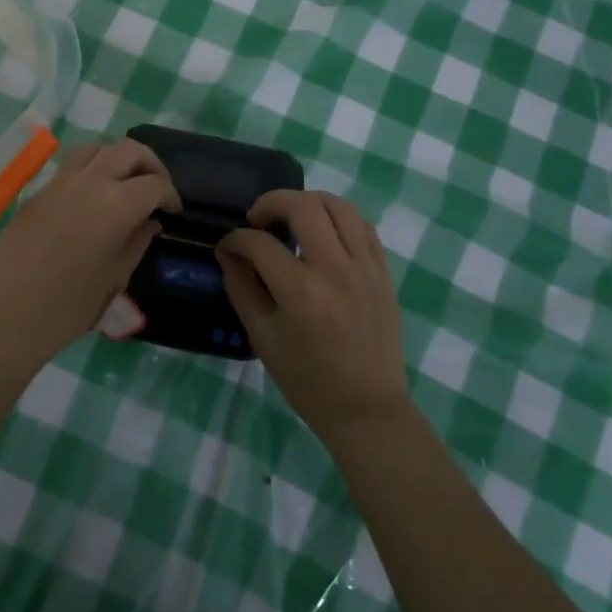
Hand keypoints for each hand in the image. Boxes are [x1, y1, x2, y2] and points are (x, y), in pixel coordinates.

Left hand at [0, 140, 179, 362]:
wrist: (9, 313)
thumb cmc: (71, 304)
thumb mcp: (116, 276)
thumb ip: (137, 241)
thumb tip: (149, 221)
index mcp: (116, 204)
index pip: (154, 184)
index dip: (170, 195)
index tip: (172, 211)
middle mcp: (89, 181)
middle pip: (128, 150)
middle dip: (150, 163)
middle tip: (156, 187)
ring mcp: (59, 182)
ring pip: (95, 148)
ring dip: (117, 158)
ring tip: (124, 182)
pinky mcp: (38, 192)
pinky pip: (70, 167)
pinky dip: (91, 170)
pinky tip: (92, 197)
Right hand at [217, 190, 409, 436]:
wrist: (366, 409)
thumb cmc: (307, 380)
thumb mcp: (262, 337)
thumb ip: (241, 287)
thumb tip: (228, 252)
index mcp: (300, 291)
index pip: (259, 243)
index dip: (236, 238)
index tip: (228, 246)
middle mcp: (334, 269)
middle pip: (303, 206)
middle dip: (271, 203)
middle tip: (259, 220)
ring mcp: (364, 267)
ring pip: (338, 205)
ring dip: (309, 203)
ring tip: (293, 219)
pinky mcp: (383, 272)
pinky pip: (363, 225)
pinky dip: (338, 218)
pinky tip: (324, 232)